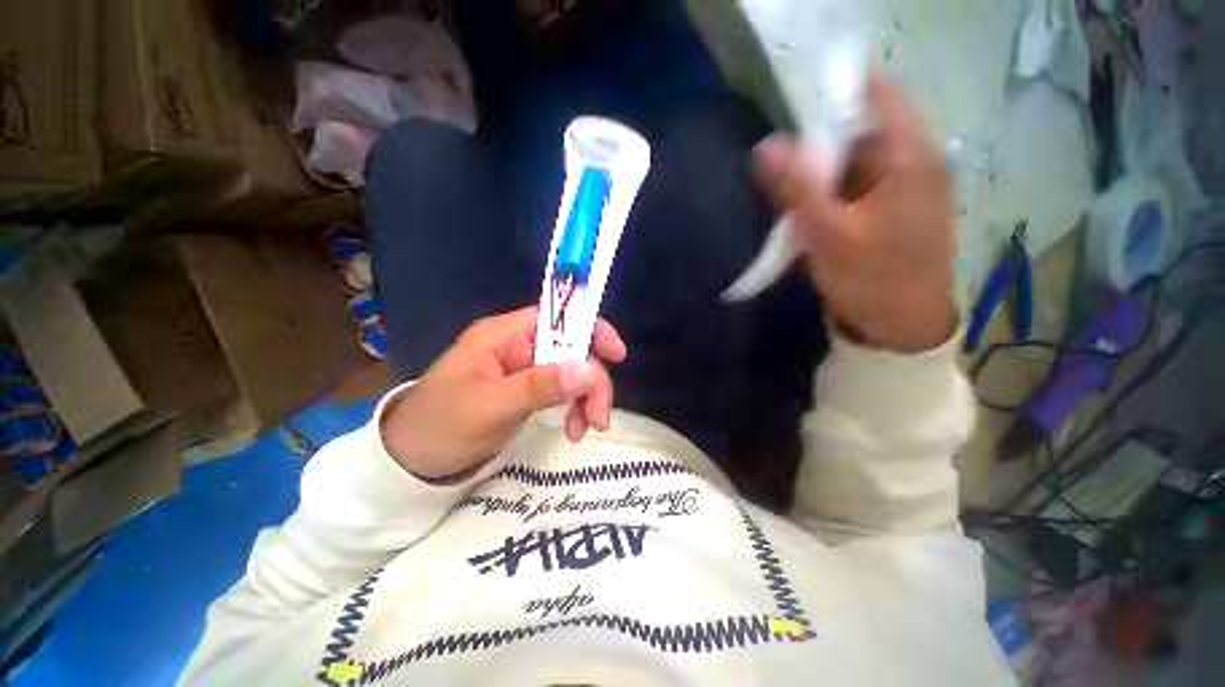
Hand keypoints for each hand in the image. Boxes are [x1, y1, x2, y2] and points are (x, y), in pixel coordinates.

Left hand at [380, 307, 626, 480]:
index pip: (558, 317)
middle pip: (573, 349)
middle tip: (599, 418)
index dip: (590, 329)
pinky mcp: (530, 392)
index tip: (616, 355)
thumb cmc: (440, 426)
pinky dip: (576, 409)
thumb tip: (590, 370)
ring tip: (584, 430)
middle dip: (592, 380)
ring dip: (587, 398)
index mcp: (505, 335)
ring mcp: (526, 370)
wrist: (411, 463)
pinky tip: (573, 430)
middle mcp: (520, 346)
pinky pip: (565, 392)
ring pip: (574, 372)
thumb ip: (539, 386)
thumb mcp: (488, 407)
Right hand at [755, 77, 956, 352]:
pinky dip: (833, 190)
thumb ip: (797, 187)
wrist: (901, 326)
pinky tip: (816, 214)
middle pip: (862, 127)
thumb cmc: (870, 279)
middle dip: (821, 144)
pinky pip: (859, 182)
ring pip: (857, 158)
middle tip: (787, 175)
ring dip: (824, 172)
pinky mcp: (895, 205)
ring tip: (797, 201)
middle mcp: (916, 159)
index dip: (834, 95)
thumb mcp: (827, 233)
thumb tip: (766, 145)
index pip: (875, 93)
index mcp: (911, 155)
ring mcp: (907, 183)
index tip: (796, 119)